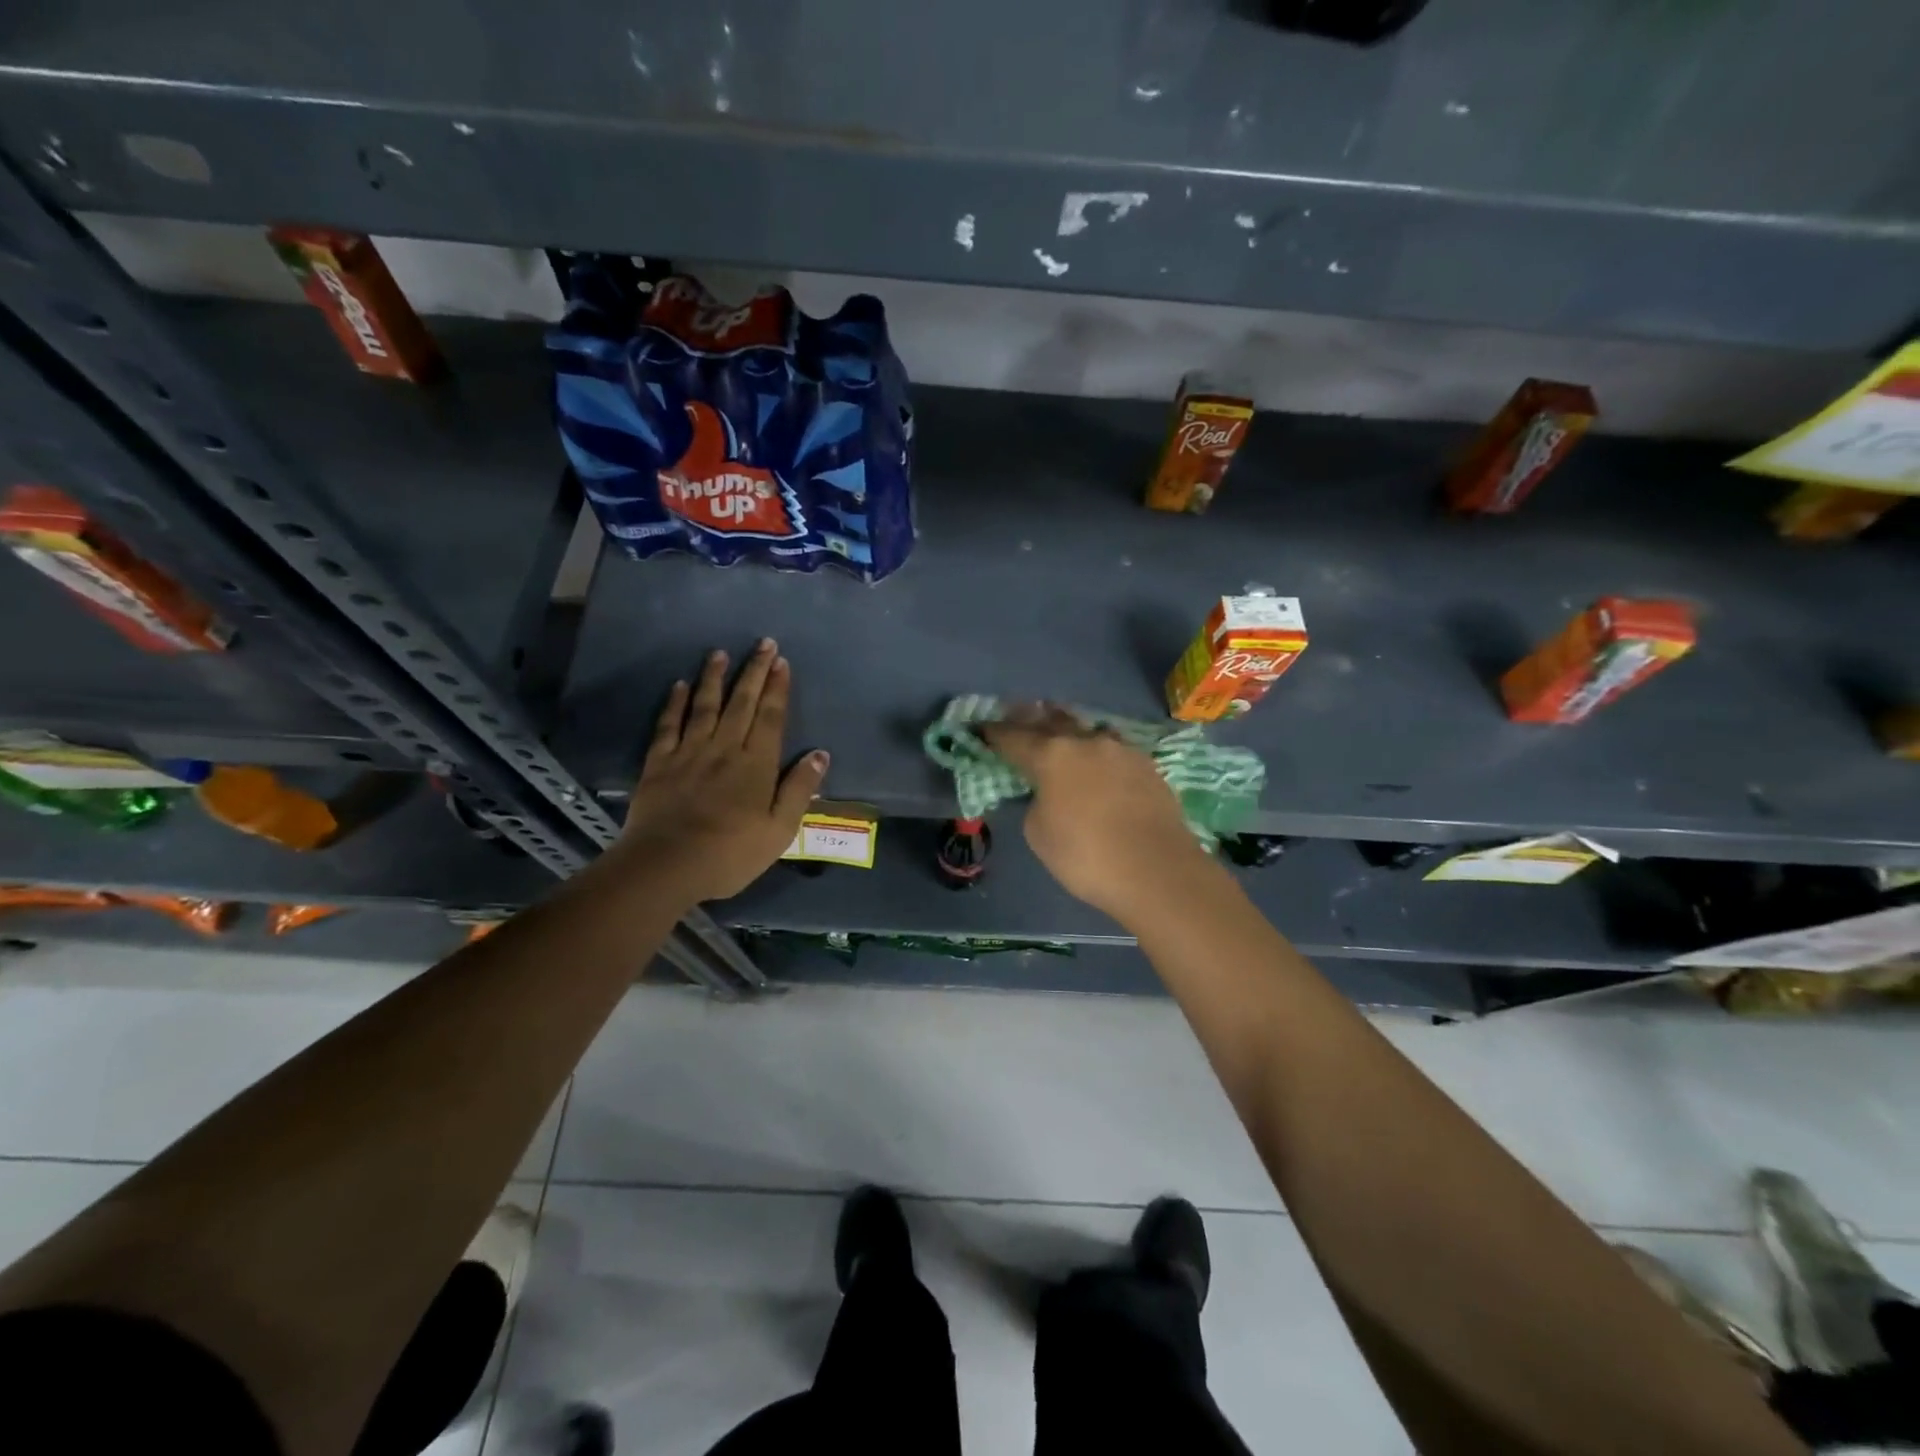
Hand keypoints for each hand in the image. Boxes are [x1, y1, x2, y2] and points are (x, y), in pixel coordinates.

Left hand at [616, 639, 827, 903]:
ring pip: (705, 706)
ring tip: (720, 653)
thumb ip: (799, 789)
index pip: (771, 717)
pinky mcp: (659, 763)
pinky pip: (668, 725)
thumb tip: (820, 754)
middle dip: (753, 671)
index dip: (777, 688)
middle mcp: (725, 748)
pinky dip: (675, 703)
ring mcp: (689, 753)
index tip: (781, 662)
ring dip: (714, 678)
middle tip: (762, 644)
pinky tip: (680, 685)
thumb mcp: (780, 830)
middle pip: (742, 703)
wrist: (666, 865)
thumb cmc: (731, 853)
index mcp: (756, 764)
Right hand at [980, 704, 1209, 921]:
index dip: (994, 733)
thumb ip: (1037, 802)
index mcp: (1052, 754)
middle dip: (1031, 719)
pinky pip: (1112, 751)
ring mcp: (1121, 750)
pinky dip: (1097, 754)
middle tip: (1018, 718)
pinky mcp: (1148, 765)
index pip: (1013, 737)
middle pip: (1052, 720)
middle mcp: (1086, 741)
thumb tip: (1050, 794)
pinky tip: (1097, 765)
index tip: (981, 730)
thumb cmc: (1086, 856)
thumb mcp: (1039, 833)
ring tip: (1061, 737)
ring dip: (1069, 732)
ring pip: (1087, 731)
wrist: (1158, 871)